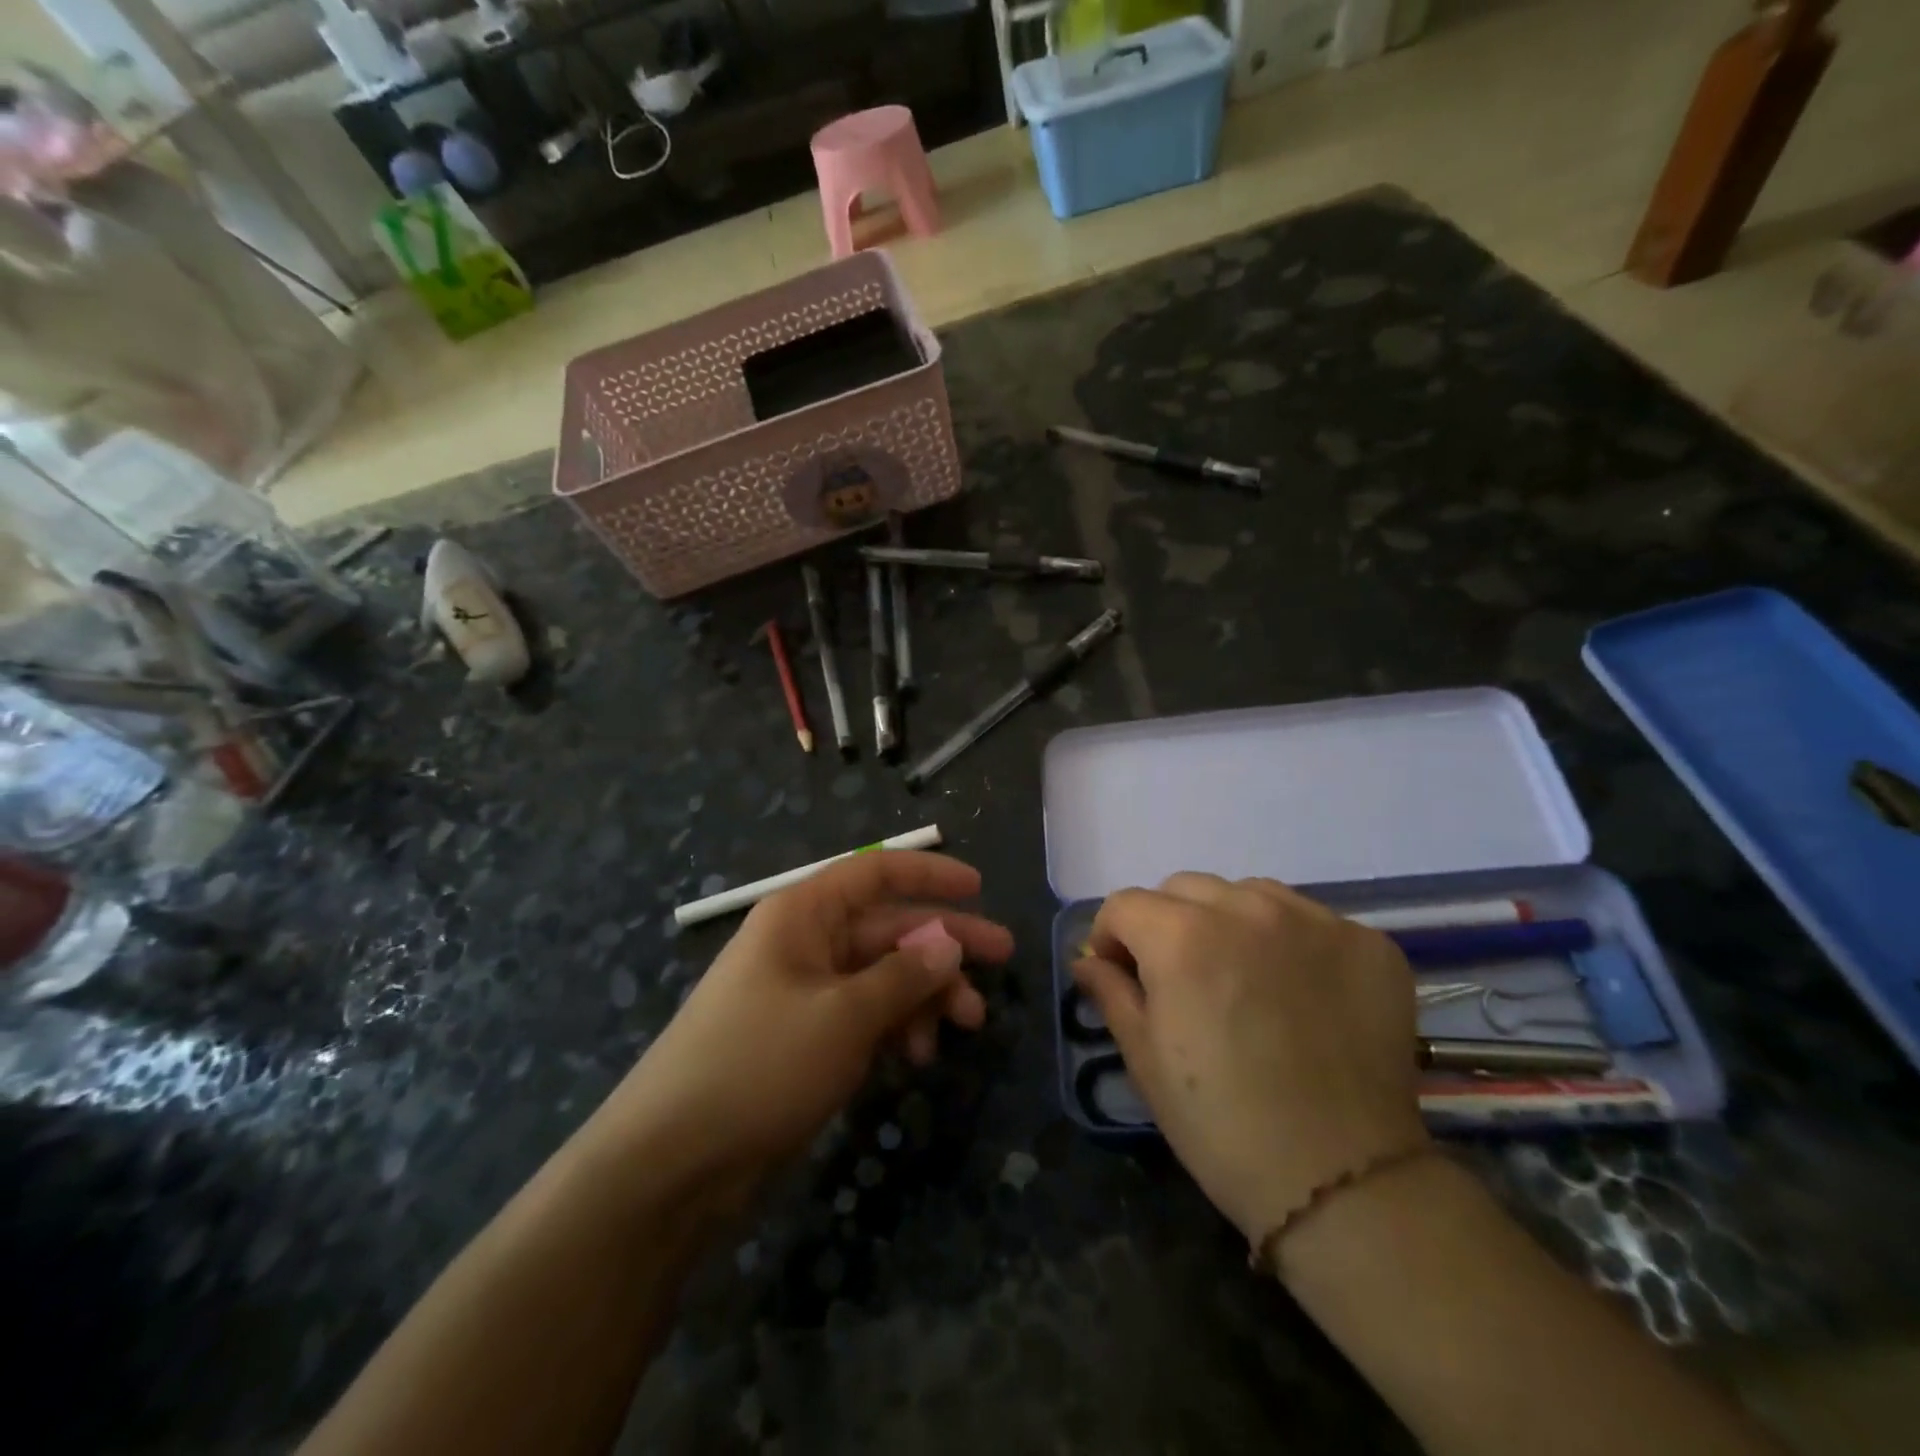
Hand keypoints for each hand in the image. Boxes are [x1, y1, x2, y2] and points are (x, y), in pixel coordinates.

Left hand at [595, 851, 1009, 1182]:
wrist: (672, 1163)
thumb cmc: (760, 1064)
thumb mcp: (844, 1015)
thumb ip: (904, 976)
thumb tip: (948, 941)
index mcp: (803, 915)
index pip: (875, 873)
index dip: (929, 874)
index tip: (979, 888)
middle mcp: (805, 943)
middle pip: (888, 928)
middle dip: (944, 946)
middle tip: (1003, 961)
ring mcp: (805, 993)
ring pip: (882, 976)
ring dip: (925, 995)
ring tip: (965, 1027)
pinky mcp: (806, 1038)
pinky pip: (864, 1015)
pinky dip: (895, 1028)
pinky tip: (916, 1057)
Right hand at [1073, 873, 1427, 1243]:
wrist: (1343, 1182)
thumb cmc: (1221, 1123)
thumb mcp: (1145, 1059)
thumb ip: (1111, 992)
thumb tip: (1088, 960)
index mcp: (1181, 935)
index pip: (1125, 904)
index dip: (1112, 938)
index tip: (1121, 974)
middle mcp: (1247, 909)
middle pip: (1184, 888)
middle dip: (1167, 924)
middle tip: (1182, 979)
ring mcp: (1315, 920)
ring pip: (1248, 894)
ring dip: (1230, 923)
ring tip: (1244, 979)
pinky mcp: (1368, 943)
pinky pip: (1310, 919)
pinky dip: (1292, 943)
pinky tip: (1300, 993)